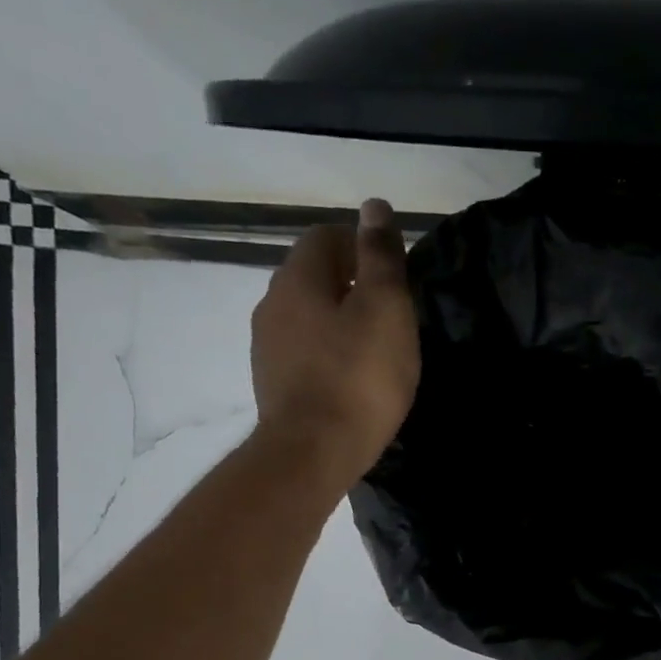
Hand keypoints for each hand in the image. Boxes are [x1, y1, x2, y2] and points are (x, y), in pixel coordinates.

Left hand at [249, 199, 419, 497]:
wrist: (314, 453)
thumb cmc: (359, 377)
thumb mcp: (385, 309)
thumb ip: (380, 256)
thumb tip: (373, 206)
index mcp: (298, 278)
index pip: (326, 235)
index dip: (361, 245)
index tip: (393, 274)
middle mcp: (272, 303)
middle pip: (314, 276)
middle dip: (352, 284)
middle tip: (391, 313)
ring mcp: (267, 346)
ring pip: (308, 316)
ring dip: (339, 321)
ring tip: (375, 349)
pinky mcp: (273, 383)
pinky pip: (304, 351)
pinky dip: (328, 353)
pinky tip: (352, 379)